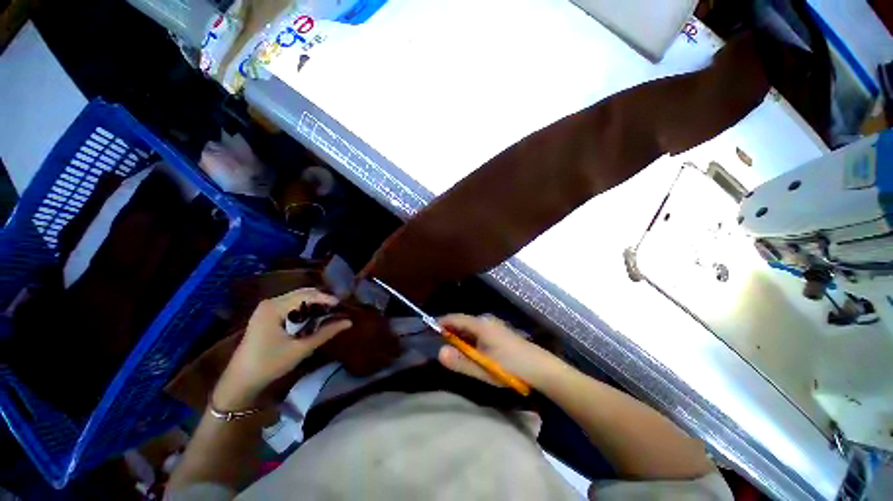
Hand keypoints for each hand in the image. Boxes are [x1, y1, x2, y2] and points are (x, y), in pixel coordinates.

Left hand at [213, 288, 351, 409]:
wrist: (240, 381)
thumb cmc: (269, 364)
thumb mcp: (301, 349)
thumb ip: (325, 333)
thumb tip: (349, 322)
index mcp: (274, 307)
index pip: (307, 295)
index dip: (326, 298)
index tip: (342, 305)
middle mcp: (270, 302)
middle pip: (302, 293)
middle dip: (321, 300)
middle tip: (337, 309)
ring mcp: (267, 308)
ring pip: (297, 298)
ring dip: (314, 304)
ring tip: (328, 313)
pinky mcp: (267, 315)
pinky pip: (291, 305)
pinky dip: (304, 309)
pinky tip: (313, 318)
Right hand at [437, 314, 562, 389]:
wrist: (541, 368)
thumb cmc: (511, 367)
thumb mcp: (484, 368)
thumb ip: (461, 361)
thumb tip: (440, 353)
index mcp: (481, 324)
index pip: (455, 318)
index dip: (441, 323)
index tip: (428, 329)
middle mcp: (486, 321)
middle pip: (462, 322)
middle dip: (450, 332)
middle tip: (440, 345)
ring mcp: (494, 326)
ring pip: (471, 328)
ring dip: (461, 337)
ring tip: (454, 351)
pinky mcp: (500, 332)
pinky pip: (479, 332)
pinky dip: (471, 339)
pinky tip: (472, 351)